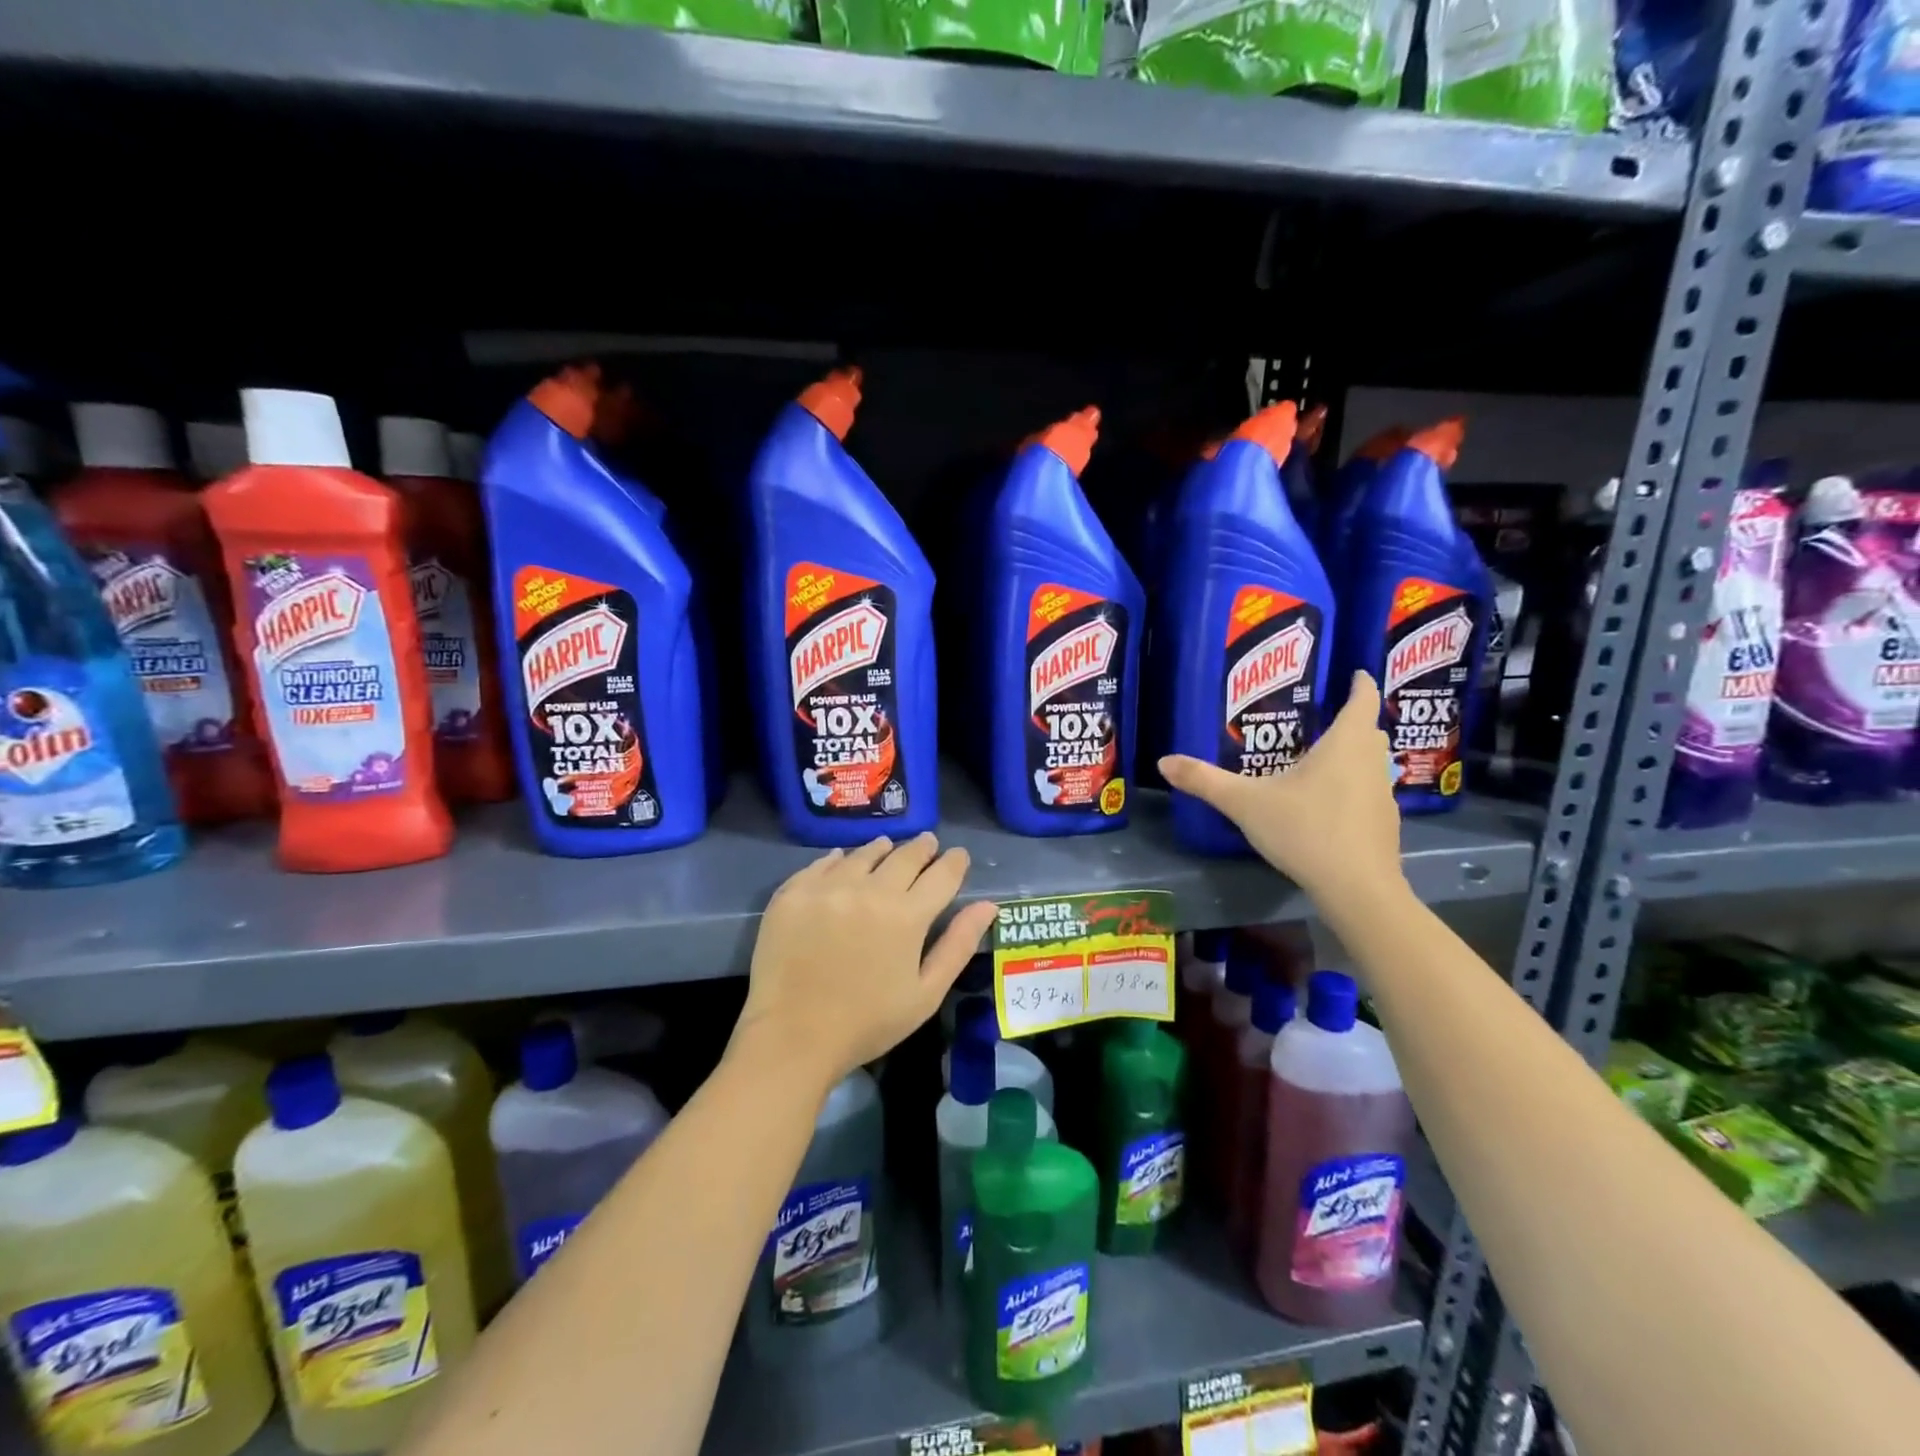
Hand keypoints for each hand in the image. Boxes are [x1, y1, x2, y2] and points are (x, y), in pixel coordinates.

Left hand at [732, 833, 998, 1094]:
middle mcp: (869, 890)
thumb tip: (987, 906)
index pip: (941, 874)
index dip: (954, 862)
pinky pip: (822, 863)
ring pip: (863, 854)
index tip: (958, 856)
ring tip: (887, 847)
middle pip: (904, 856)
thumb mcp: (925, 994)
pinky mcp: (794, 893)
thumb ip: (957, 945)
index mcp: (907, 916)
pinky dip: (839, 859)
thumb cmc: (867, 1023)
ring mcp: (828, 887)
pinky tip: (842, 860)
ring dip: (882, 849)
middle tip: (928, 843)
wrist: (791, 1038)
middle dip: (922, 848)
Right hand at [1159, 672, 1403, 907]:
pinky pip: (1370, 792)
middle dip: (1353, 720)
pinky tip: (1329, 804)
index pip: (1362, 699)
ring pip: (1372, 762)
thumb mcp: (1246, 803)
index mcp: (1345, 744)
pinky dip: (1354, 788)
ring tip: (1323, 758)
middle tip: (1323, 716)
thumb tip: (1163, 761)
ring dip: (1355, 755)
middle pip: (1369, 731)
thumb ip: (1205, 781)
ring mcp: (1383, 795)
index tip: (1355, 672)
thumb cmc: (1305, 830)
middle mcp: (1371, 762)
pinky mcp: (1384, 824)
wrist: (1357, 888)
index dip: (1360, 682)